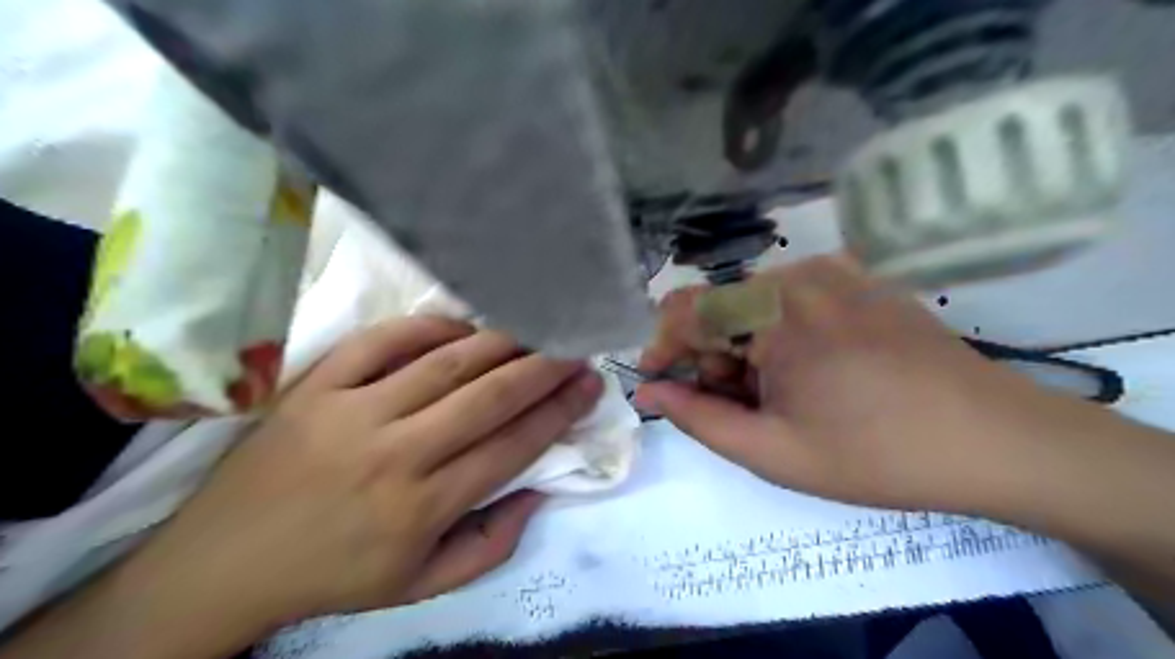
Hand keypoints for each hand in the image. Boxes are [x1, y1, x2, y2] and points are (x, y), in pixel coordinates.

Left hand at [108, 316, 599, 649]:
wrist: (223, 562)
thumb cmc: (334, 573)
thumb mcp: (421, 585)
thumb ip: (491, 544)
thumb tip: (538, 491)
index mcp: (423, 507)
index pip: (512, 446)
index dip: (558, 411)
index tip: (589, 385)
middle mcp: (395, 454)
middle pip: (489, 396)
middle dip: (544, 366)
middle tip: (575, 346)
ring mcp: (352, 412)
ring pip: (445, 363)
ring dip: (500, 342)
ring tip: (533, 330)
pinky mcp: (315, 386)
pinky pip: (383, 341)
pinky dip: (429, 326)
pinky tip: (462, 325)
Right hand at [638, 255, 1085, 512]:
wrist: (994, 440)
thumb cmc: (876, 454)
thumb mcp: (772, 450)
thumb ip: (697, 418)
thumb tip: (649, 393)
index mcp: (773, 310)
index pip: (685, 310)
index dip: (663, 348)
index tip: (661, 385)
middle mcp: (798, 274)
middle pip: (720, 307)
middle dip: (710, 356)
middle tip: (736, 405)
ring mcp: (834, 271)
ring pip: (753, 303)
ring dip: (744, 347)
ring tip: (776, 395)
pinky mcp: (858, 278)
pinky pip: (791, 298)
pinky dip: (778, 333)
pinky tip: (808, 371)